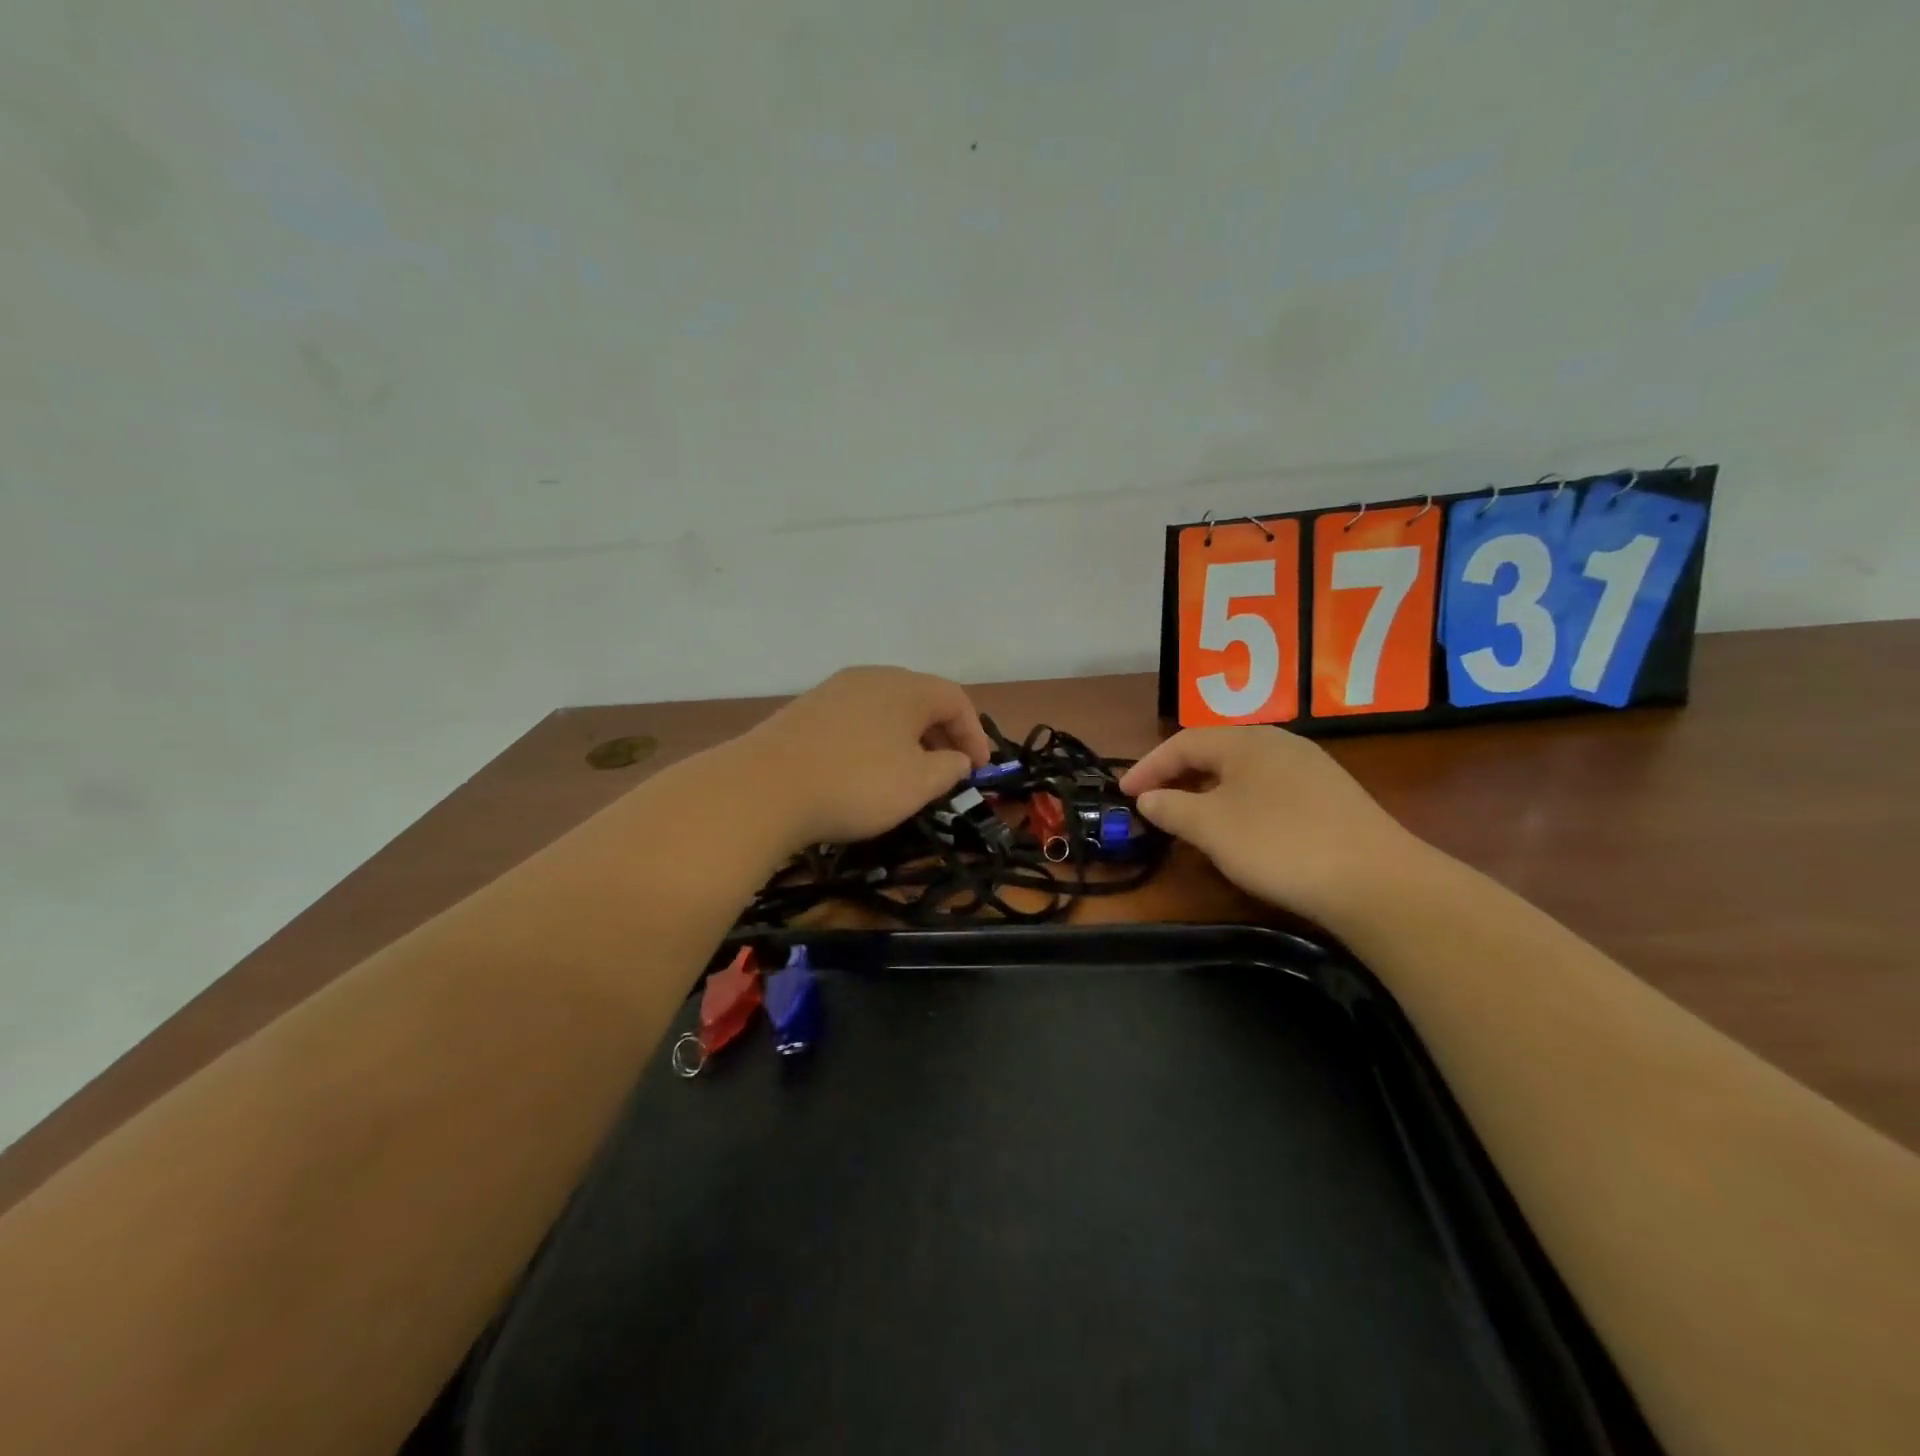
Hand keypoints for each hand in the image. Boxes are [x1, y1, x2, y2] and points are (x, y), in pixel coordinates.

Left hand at [738, 667, 993, 847]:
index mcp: (906, 687)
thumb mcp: (918, 784)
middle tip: (949, 771)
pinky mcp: (806, 710)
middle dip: (942, 735)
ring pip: (887, 709)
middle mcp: (872, 677)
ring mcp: (834, 690)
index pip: (956, 699)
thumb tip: (958, 759)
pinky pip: (856, 719)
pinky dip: (875, 740)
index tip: (979, 771)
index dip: (975, 734)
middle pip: (920, 699)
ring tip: (909, 773)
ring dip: (908, 738)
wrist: (764, 787)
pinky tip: (866, 770)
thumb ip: (949, 768)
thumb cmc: (857, 783)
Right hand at [1119, 727, 1428, 927]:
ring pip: (1243, 769)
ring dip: (1208, 787)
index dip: (1149, 766)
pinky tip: (1241, 827)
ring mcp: (1310, 768)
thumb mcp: (1211, 828)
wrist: (1375, 880)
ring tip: (1190, 814)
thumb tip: (1148, 798)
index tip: (1123, 793)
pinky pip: (1268, 786)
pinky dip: (1239, 800)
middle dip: (1178, 774)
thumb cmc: (1278, 845)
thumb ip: (1172, 808)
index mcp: (1245, 741)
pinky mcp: (1331, 796)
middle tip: (1152, 800)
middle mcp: (1278, 742)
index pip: (1183, 742)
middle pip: (1215, 750)